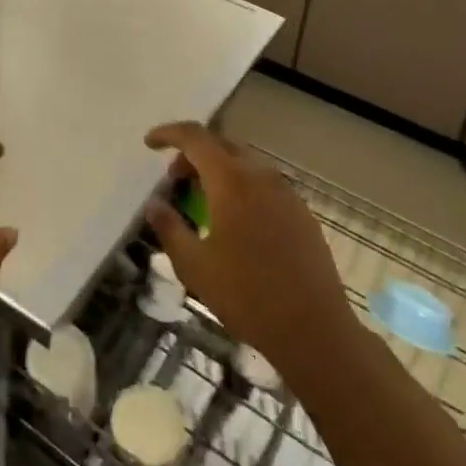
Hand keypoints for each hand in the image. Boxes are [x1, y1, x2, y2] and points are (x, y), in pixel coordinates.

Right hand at [144, 122, 357, 377]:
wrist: (315, 331)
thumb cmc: (247, 297)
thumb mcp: (195, 266)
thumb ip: (170, 229)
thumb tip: (154, 204)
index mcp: (231, 180)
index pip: (195, 137)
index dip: (169, 134)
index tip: (150, 143)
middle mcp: (260, 175)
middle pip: (221, 145)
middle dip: (193, 154)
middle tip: (175, 180)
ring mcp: (286, 192)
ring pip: (244, 163)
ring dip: (218, 170)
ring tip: (203, 201)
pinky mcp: (302, 212)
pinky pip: (264, 184)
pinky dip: (242, 187)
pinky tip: (237, 222)